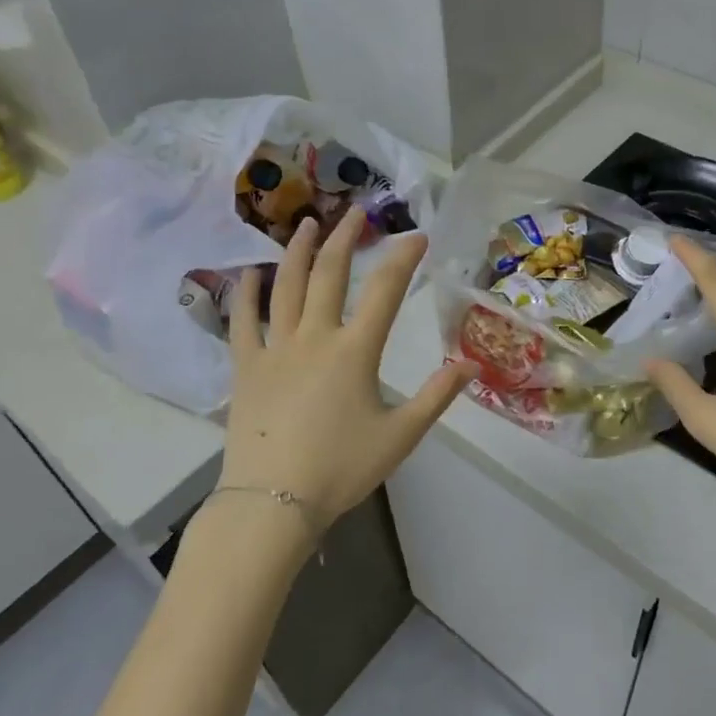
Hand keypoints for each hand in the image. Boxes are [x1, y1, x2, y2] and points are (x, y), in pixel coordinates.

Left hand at [215, 208, 472, 534]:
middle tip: (357, 212)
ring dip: (298, 250)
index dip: (403, 258)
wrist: (273, 503)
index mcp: (355, 351)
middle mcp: (314, 337)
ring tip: (307, 223)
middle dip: (346, 238)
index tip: (417, 235)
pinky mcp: (245, 367)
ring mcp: (275, 348)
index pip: (385, 290)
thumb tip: (472, 364)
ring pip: (286, 286)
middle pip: (330, 274)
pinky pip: (242, 321)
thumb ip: (437, 396)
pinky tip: (249, 273)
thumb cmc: (341, 468)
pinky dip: (246, 294)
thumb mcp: (401, 435)